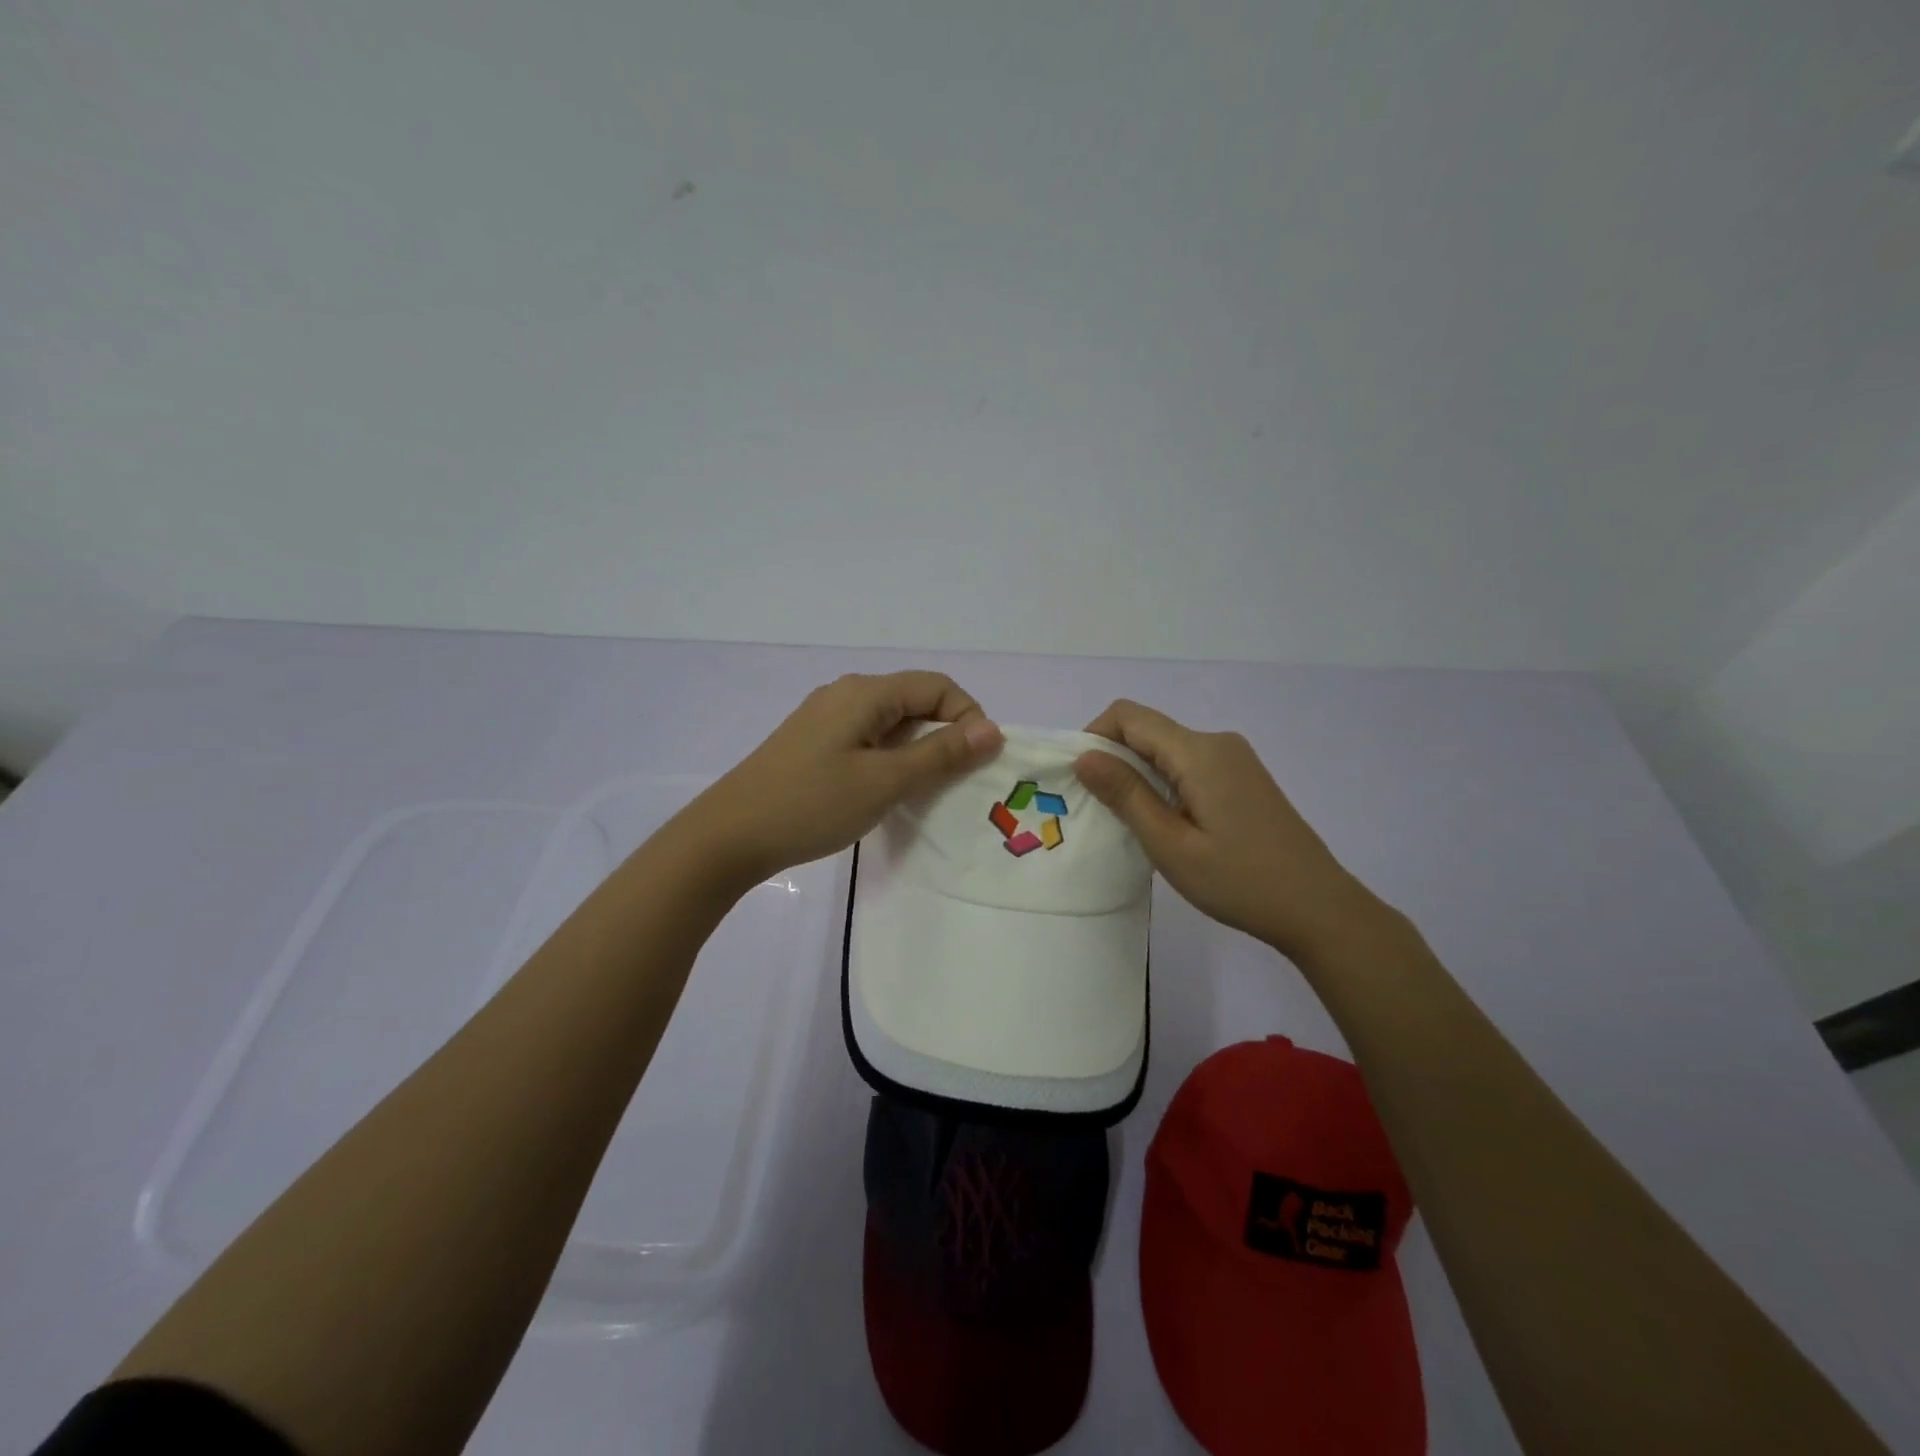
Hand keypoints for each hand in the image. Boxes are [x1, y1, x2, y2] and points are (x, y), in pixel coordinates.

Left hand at [685, 672, 1003, 887]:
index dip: (967, 717)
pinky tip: (888, 792)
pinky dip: (891, 759)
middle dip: (945, 735)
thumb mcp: (884, 781)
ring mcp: (826, 719)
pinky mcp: (815, 743)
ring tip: (926, 791)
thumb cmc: (811, 805)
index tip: (978, 762)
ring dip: (918, 750)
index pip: (937, 686)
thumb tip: (992, 729)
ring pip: (892, 723)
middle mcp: (847, 694)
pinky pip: (868, 739)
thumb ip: (940, 754)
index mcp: (865, 692)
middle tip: (958, 782)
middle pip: (914, 701)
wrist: (729, 836)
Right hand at [1073, 699, 1387, 965]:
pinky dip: (1164, 783)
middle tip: (1098, 810)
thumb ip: (1126, 795)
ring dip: (1138, 775)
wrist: (1318, 909)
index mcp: (1199, 752)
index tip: (1081, 780)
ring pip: (1167, 749)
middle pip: (1147, 730)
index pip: (1129, 716)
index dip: (1094, 736)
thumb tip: (1083, 755)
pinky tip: (1167, 824)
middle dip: (1113, 759)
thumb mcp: (1171, 844)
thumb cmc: (1240, 881)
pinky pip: (1189, 765)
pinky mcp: (1243, 778)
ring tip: (1130, 823)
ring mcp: (1235, 759)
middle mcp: (1217, 743)